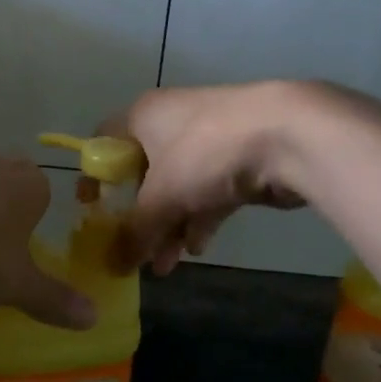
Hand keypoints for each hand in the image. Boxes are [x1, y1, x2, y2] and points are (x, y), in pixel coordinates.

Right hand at [101, 82, 348, 273]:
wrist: (289, 134)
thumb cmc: (206, 153)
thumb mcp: (162, 197)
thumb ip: (135, 233)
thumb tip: (114, 266)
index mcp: (143, 115)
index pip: (103, 142)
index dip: (93, 175)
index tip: (90, 210)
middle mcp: (172, 122)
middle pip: (143, 172)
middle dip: (140, 217)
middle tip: (133, 251)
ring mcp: (208, 140)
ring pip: (178, 187)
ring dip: (170, 226)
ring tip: (165, 266)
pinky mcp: (239, 158)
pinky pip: (208, 192)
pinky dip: (200, 219)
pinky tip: (198, 249)